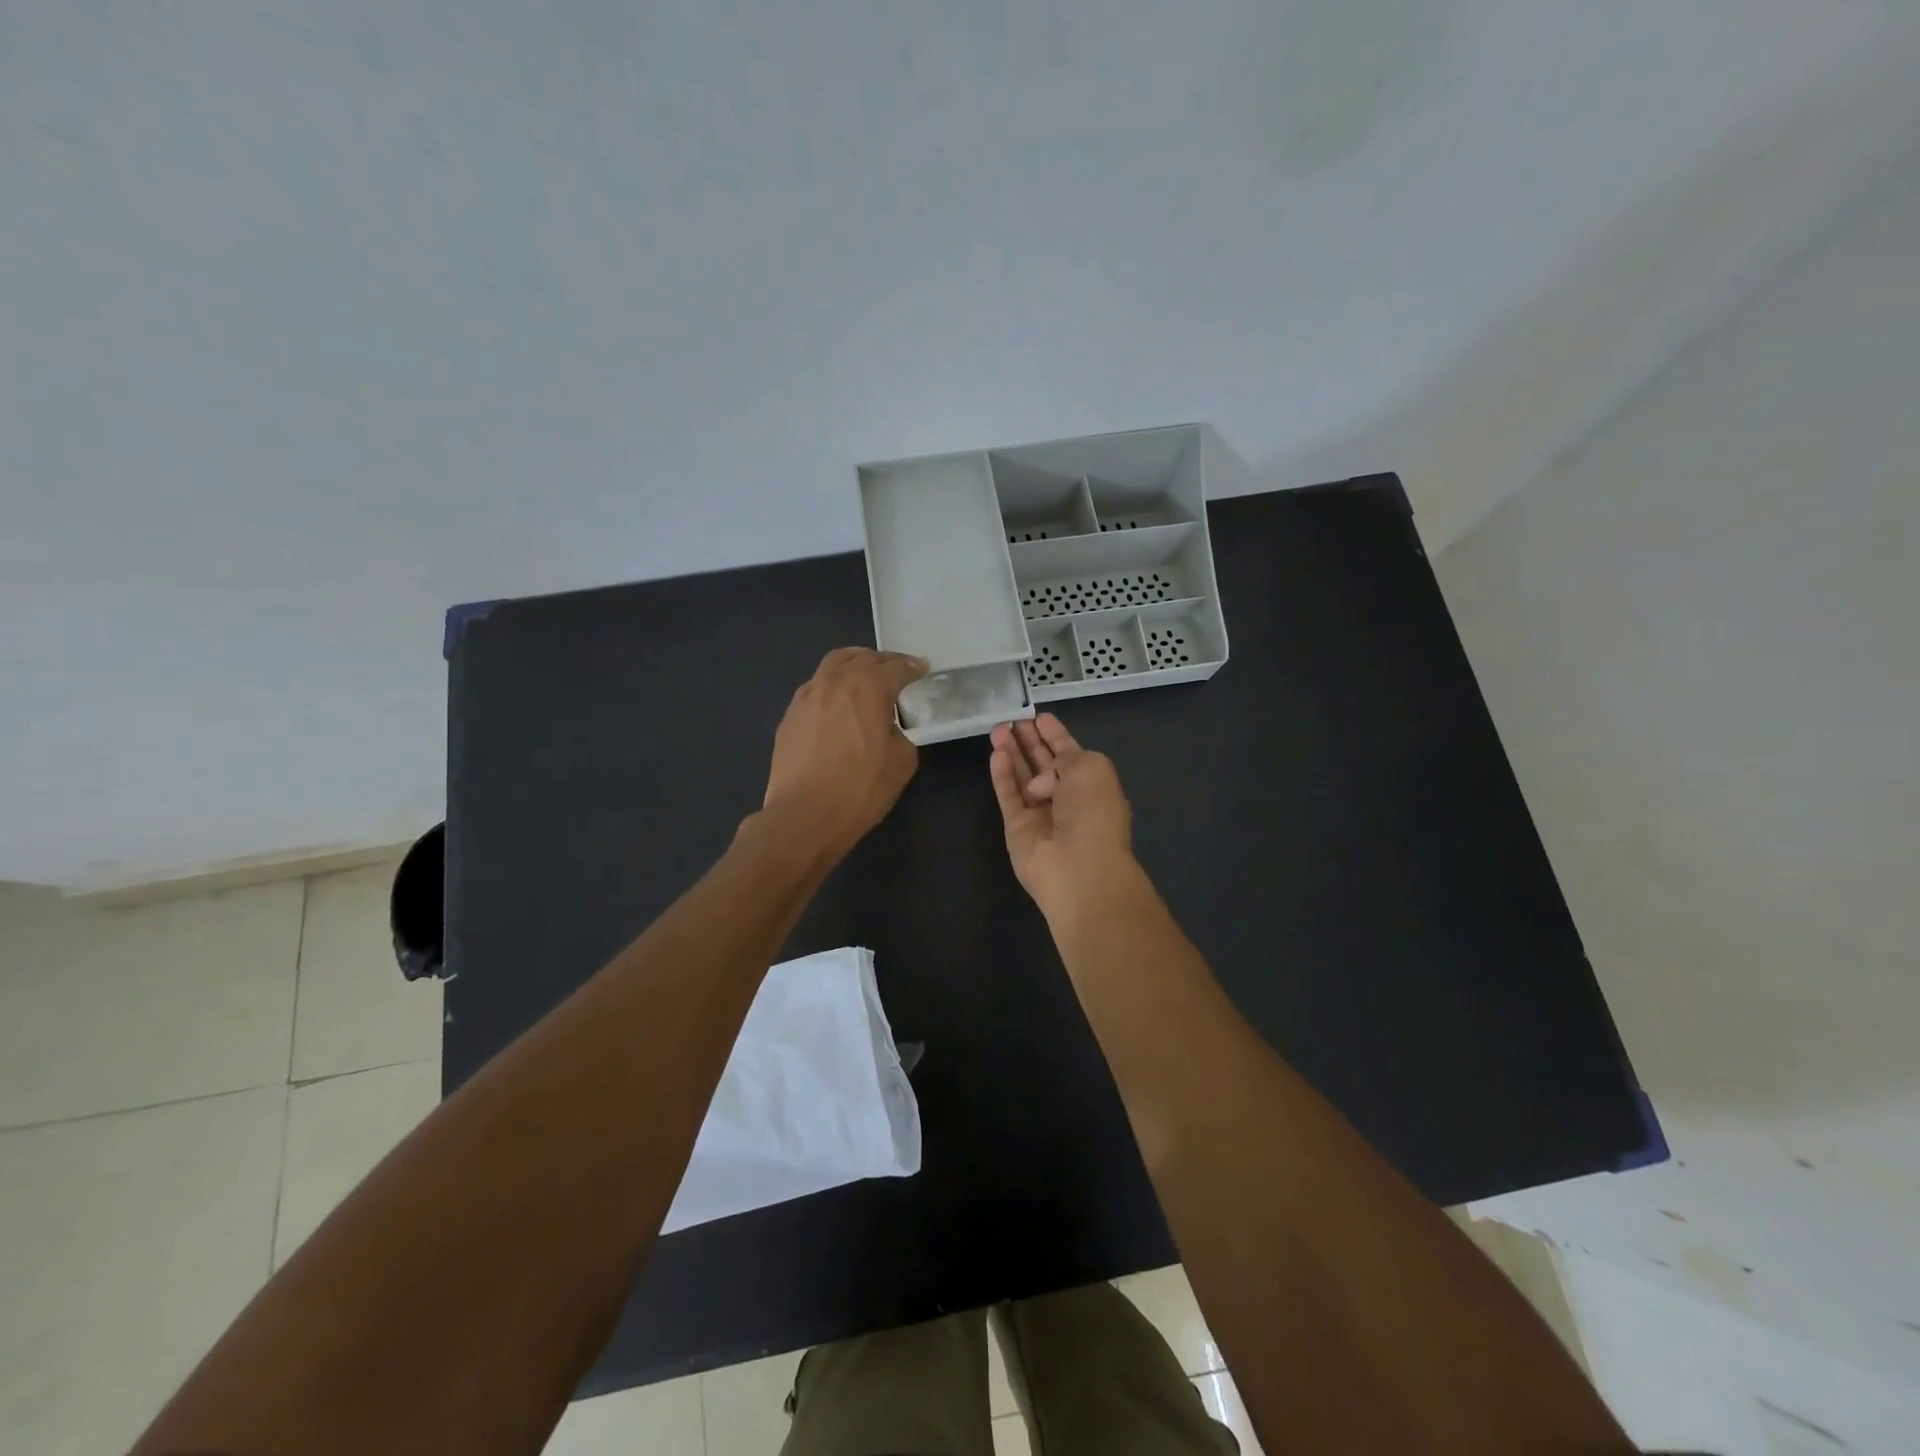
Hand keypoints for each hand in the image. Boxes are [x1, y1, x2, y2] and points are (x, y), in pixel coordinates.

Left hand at [763, 648, 928, 854]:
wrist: (805, 815)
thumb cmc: (860, 788)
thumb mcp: (902, 761)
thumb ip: (900, 733)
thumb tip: (886, 729)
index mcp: (867, 687)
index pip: (895, 667)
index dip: (912, 667)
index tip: (922, 668)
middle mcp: (834, 682)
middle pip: (861, 657)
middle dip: (882, 660)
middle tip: (897, 669)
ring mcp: (806, 697)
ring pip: (832, 666)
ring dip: (853, 666)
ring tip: (864, 677)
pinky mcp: (789, 717)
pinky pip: (815, 688)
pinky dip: (832, 687)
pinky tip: (838, 704)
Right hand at [989, 714, 1139, 921]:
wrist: (1079, 865)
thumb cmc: (1093, 811)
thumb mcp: (1090, 768)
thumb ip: (1063, 757)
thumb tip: (1039, 781)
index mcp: (1091, 782)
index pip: (1069, 752)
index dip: (1055, 734)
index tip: (1040, 716)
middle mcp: (1066, 797)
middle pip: (1042, 763)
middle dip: (1029, 741)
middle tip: (1011, 720)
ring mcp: (1040, 813)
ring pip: (1022, 777)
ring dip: (1011, 752)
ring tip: (997, 729)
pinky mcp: (1017, 827)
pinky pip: (1008, 795)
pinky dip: (1002, 775)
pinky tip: (996, 754)